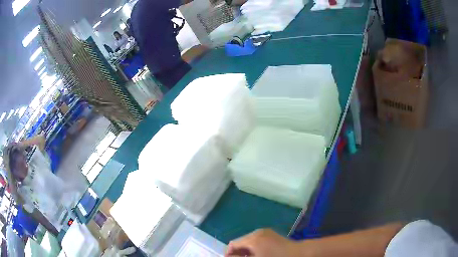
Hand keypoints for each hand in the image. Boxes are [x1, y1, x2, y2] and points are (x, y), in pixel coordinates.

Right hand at [225, 229, 298, 256]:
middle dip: (237, 253)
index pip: (233, 244)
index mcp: (253, 239)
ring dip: (245, 251)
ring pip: (249, 242)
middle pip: (240, 242)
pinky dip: (253, 248)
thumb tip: (228, 256)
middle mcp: (257, 232)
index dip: (228, 254)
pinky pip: (257, 241)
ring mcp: (266, 232)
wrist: (300, 254)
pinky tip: (257, 255)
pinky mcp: (271, 235)